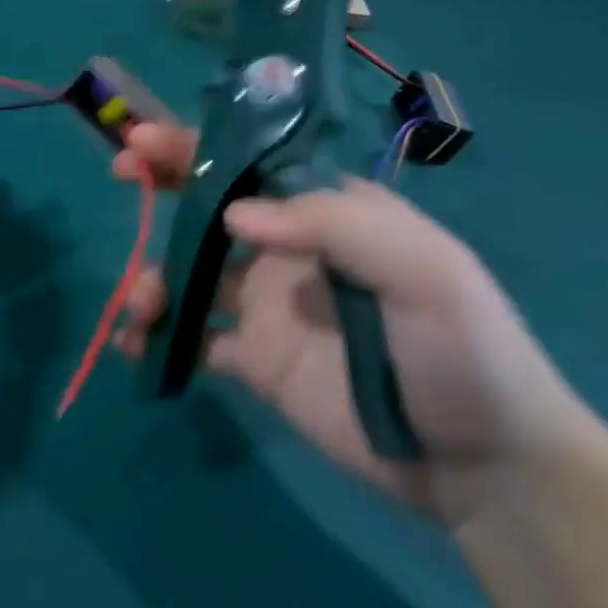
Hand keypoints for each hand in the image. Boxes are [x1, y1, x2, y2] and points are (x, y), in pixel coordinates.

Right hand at [111, 122, 590, 521]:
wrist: (486, 468)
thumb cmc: (463, 351)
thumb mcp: (423, 273)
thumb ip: (333, 226)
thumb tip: (233, 215)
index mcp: (328, 214)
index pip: (252, 164)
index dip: (195, 147)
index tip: (143, 139)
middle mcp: (289, 250)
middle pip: (210, 208)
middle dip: (163, 185)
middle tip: (121, 175)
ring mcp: (268, 305)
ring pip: (190, 273)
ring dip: (153, 277)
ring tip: (140, 306)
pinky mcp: (256, 359)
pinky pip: (193, 337)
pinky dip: (158, 335)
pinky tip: (135, 345)